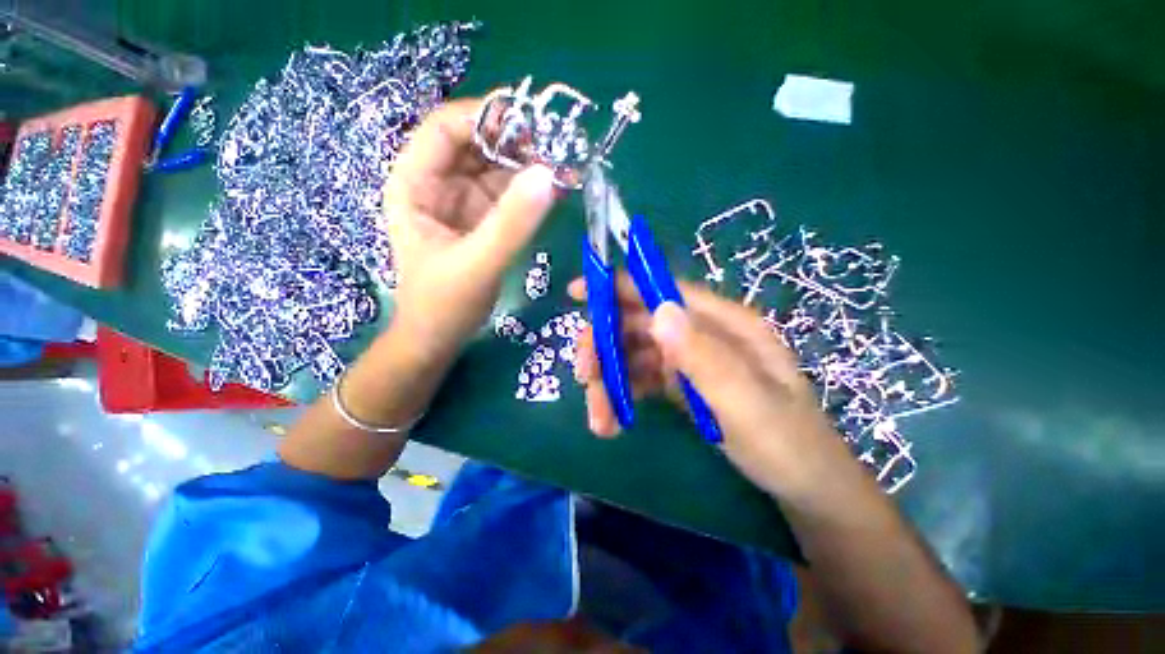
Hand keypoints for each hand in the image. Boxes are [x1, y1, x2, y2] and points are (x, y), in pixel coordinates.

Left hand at [383, 97, 557, 360]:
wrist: (438, 338)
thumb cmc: (444, 304)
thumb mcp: (478, 264)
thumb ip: (512, 223)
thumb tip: (548, 175)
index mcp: (415, 184)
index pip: (445, 128)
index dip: (486, 117)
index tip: (532, 124)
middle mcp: (437, 184)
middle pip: (475, 143)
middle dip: (515, 142)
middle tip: (557, 150)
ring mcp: (462, 201)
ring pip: (496, 167)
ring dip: (529, 165)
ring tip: (564, 169)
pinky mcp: (482, 219)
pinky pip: (508, 194)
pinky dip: (531, 191)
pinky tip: (556, 191)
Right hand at [569, 275, 846, 496]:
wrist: (804, 488)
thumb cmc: (787, 444)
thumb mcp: (749, 403)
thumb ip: (705, 357)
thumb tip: (659, 310)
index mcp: (723, 323)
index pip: (663, 291)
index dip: (619, 288)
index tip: (577, 294)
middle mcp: (701, 334)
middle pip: (638, 325)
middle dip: (605, 347)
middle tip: (583, 377)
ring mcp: (688, 360)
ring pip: (633, 355)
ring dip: (609, 381)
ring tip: (598, 419)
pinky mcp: (680, 385)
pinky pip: (640, 380)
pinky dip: (622, 396)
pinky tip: (613, 422)